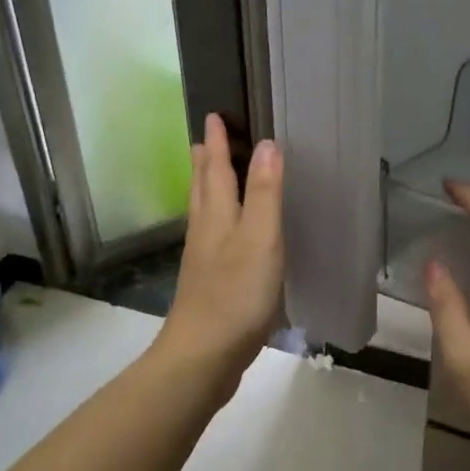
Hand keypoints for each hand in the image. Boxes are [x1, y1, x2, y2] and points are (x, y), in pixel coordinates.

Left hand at [153, 113, 284, 392]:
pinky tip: (225, 233)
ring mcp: (204, 259)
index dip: (216, 142)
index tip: (212, 115)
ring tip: (210, 173)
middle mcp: (205, 231)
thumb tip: (267, 144)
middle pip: (203, 187)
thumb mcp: (260, 238)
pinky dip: (218, 219)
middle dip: (205, 161)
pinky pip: (213, 236)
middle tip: (205, 139)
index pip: (215, 168)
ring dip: (207, 187)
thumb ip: (265, 193)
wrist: (203, 355)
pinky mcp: (209, 283)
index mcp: (216, 215)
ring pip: (204, 211)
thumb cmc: (235, 294)